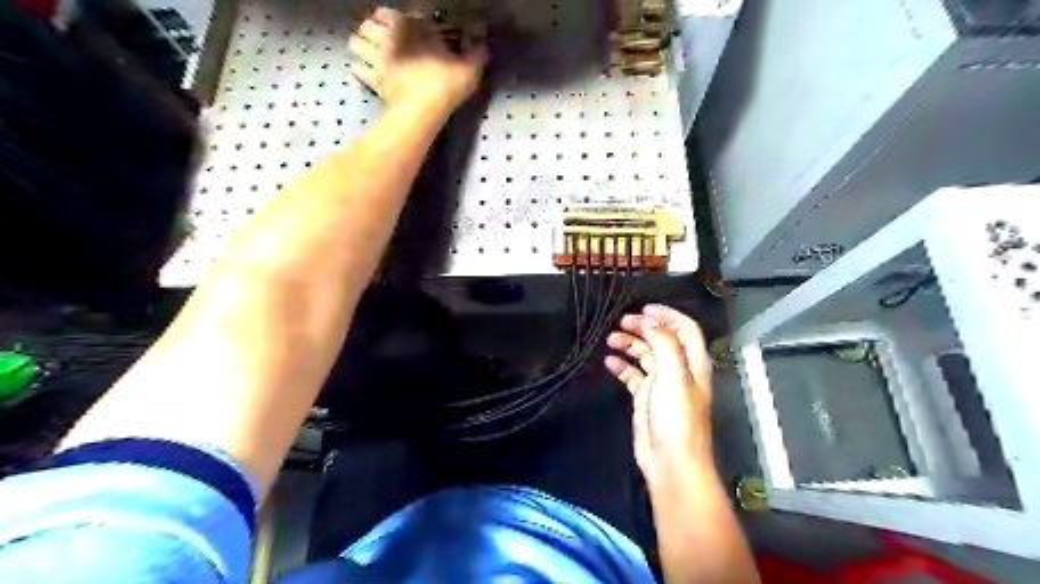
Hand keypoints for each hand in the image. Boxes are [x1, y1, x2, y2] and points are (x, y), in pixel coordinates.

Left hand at [345, 8, 482, 110]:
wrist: (423, 110)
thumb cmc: (444, 82)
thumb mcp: (468, 67)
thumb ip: (475, 54)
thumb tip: (483, 44)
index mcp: (407, 27)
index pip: (386, 13)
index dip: (387, 17)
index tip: (392, 23)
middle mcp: (387, 39)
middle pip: (366, 26)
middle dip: (369, 29)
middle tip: (377, 37)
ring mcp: (377, 60)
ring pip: (356, 44)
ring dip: (360, 46)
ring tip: (367, 52)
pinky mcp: (372, 82)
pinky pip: (359, 70)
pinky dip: (359, 69)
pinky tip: (364, 72)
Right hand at [607, 307, 710, 487]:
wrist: (670, 461)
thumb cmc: (677, 417)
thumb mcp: (674, 374)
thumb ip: (663, 343)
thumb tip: (650, 320)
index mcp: (692, 362)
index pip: (685, 329)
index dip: (668, 315)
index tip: (645, 308)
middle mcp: (678, 370)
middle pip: (662, 339)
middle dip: (643, 327)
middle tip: (622, 321)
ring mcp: (661, 384)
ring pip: (645, 355)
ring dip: (630, 344)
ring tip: (611, 338)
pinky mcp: (645, 397)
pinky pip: (632, 375)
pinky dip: (622, 366)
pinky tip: (609, 361)